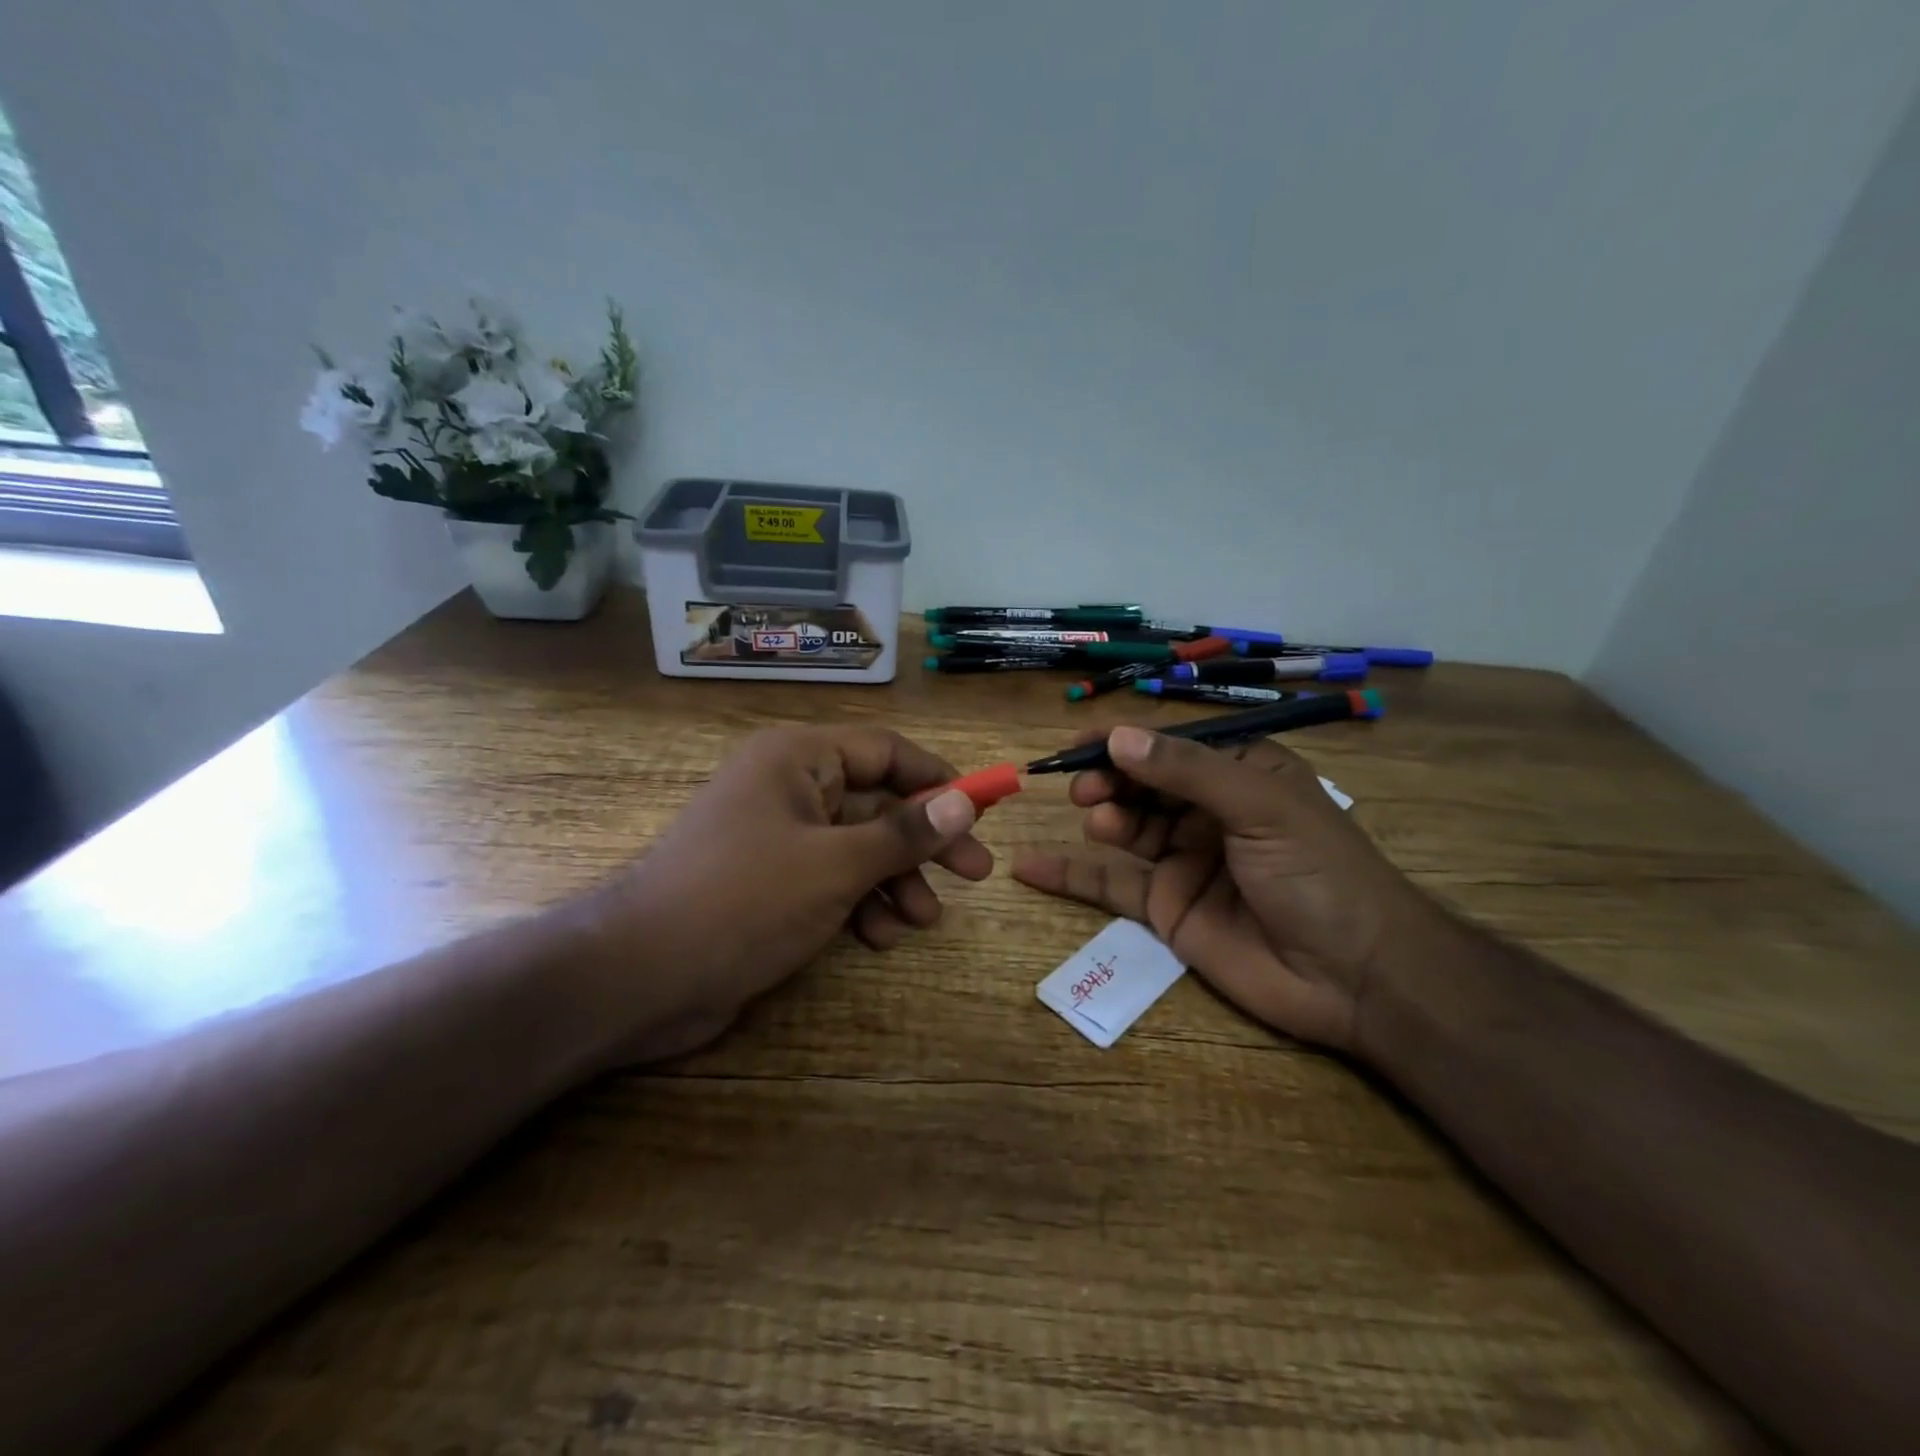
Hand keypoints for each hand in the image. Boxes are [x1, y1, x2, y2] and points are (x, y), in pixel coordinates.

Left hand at [578, 725, 989, 1062]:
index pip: (884, 750)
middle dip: (923, 841)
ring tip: (924, 919)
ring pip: (857, 846)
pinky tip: (880, 937)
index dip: (937, 778)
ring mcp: (777, 837)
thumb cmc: (745, 900)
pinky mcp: (770, 882)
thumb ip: (904, 834)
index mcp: (798, 759)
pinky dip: (860, 904)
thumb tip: (965, 801)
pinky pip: (831, 879)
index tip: (981, 810)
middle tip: (975, 873)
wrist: (641, 975)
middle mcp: (788, 787)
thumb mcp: (836, 864)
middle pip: (876, 802)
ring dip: (895, 880)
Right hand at [1012, 725, 1440, 1051]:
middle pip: (1142, 784)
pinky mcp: (1168, 908)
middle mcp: (1209, 811)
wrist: (1358, 978)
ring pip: (1127, 828)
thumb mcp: (1259, 806)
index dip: (1123, 741)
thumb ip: (1186, 770)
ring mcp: (1186, 860)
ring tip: (1096, 820)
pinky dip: (1070, 875)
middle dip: (1109, 780)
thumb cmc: (1319, 873)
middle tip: (1084, 789)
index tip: (1078, 744)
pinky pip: (1111, 885)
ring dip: (1103, 817)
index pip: (1170, 746)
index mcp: (1240, 774)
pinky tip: (1029, 866)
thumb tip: (1116, 736)